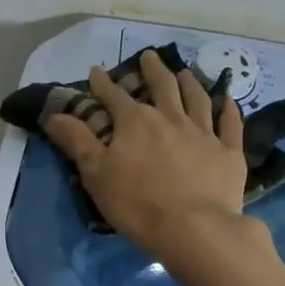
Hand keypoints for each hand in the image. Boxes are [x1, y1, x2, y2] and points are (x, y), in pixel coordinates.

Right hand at [42, 49, 253, 264]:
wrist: (195, 229)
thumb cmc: (137, 204)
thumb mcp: (96, 174)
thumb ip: (77, 141)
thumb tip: (54, 114)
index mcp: (135, 122)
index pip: (114, 96)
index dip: (103, 83)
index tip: (97, 71)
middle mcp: (170, 118)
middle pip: (162, 86)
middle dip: (152, 70)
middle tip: (149, 56)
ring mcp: (203, 133)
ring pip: (197, 99)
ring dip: (189, 83)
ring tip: (184, 72)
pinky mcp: (228, 152)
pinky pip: (230, 124)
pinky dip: (229, 109)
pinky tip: (228, 100)